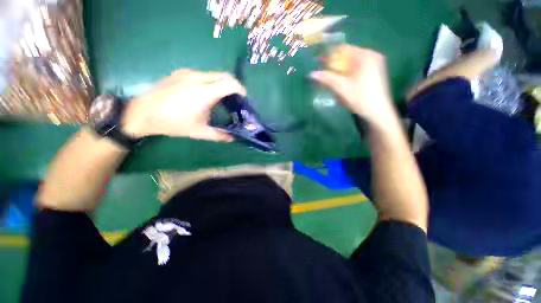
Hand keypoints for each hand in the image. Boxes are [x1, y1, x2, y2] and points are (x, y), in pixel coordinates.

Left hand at [121, 69, 245, 140]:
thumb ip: (219, 135)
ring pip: (213, 74)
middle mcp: (197, 78)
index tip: (243, 97)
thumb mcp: (199, 132)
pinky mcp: (180, 72)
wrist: (142, 113)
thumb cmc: (173, 123)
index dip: (241, 89)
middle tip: (235, 97)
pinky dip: (210, 82)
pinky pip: (202, 74)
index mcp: (204, 93)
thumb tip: (232, 138)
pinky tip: (204, 94)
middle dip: (233, 85)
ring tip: (220, 97)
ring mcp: (187, 73)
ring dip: (221, 83)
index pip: (230, 84)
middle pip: (224, 75)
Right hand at [310, 45, 396, 125]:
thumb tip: (311, 74)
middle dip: (334, 64)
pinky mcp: (375, 73)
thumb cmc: (360, 98)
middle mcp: (372, 56)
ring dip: (340, 69)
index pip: (344, 49)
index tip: (319, 63)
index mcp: (366, 56)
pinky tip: (342, 81)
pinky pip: (358, 69)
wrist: (378, 113)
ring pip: (353, 63)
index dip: (329, 55)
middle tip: (323, 72)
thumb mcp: (341, 88)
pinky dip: (348, 73)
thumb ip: (326, 78)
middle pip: (348, 56)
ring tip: (330, 77)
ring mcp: (376, 65)